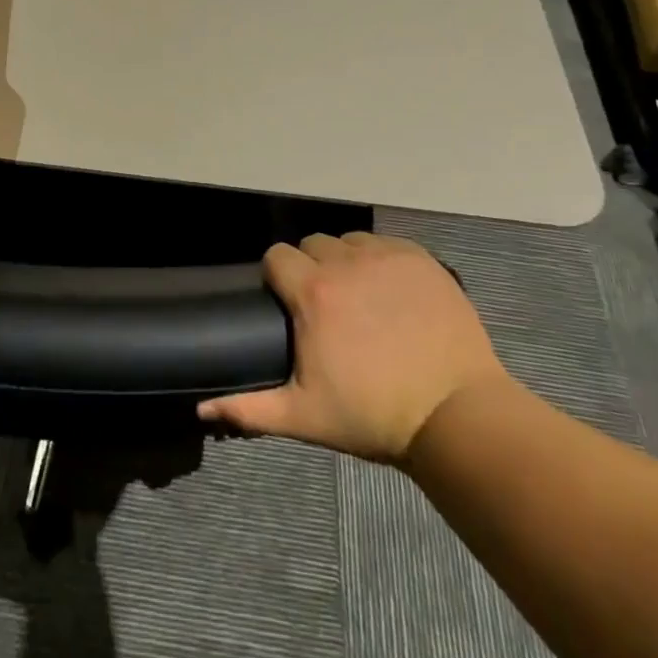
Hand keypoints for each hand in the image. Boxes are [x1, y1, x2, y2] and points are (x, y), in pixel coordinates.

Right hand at [198, 231, 511, 463]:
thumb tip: (200, 407)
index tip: (288, 304)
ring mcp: (386, 257)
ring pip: (349, 241)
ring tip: (360, 298)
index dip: (277, 277)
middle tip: (326, 308)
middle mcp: (345, 263)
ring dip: (346, 262)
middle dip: (311, 269)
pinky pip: (386, 244)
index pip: (277, 257)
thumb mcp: (305, 416)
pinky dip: (381, 260)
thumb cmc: (373, 417)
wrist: (456, 416)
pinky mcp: (421, 259)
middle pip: (312, 245)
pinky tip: (392, 293)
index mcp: (312, 293)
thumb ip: (248, 408)